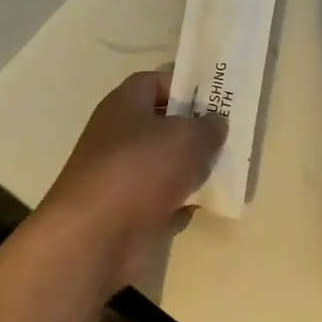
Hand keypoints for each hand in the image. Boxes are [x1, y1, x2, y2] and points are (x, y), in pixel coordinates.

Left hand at [36, 70, 226, 290]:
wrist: (94, 239)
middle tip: (226, 137)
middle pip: (161, 125)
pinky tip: (201, 206)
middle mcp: (117, 137)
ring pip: (163, 165)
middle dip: (194, 131)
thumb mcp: (187, 137)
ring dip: (190, 169)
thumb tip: (215, 122)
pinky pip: (160, 200)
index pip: (154, 81)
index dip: (185, 85)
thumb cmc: (140, 171)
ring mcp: (119, 177)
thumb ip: (208, 126)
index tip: (215, 99)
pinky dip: (179, 203)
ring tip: (223, 171)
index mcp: (124, 105)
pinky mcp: (124, 212)